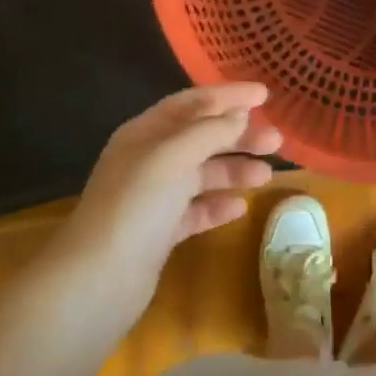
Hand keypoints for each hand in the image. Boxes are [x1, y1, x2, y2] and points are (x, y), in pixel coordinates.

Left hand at [60, 84, 281, 295]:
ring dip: (234, 170)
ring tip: (266, 177)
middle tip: (276, 141)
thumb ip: (210, 131)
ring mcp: (153, 199)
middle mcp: (148, 161)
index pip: (192, 104)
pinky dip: (218, 205)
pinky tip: (240, 208)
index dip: (228, 96)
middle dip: (239, 137)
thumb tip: (239, 114)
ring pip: (202, 175)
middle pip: (201, 138)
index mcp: (145, 134)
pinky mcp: (160, 234)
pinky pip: (196, 210)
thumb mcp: (174, 157)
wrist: (98, 280)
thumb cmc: (137, 206)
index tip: (265, 95)